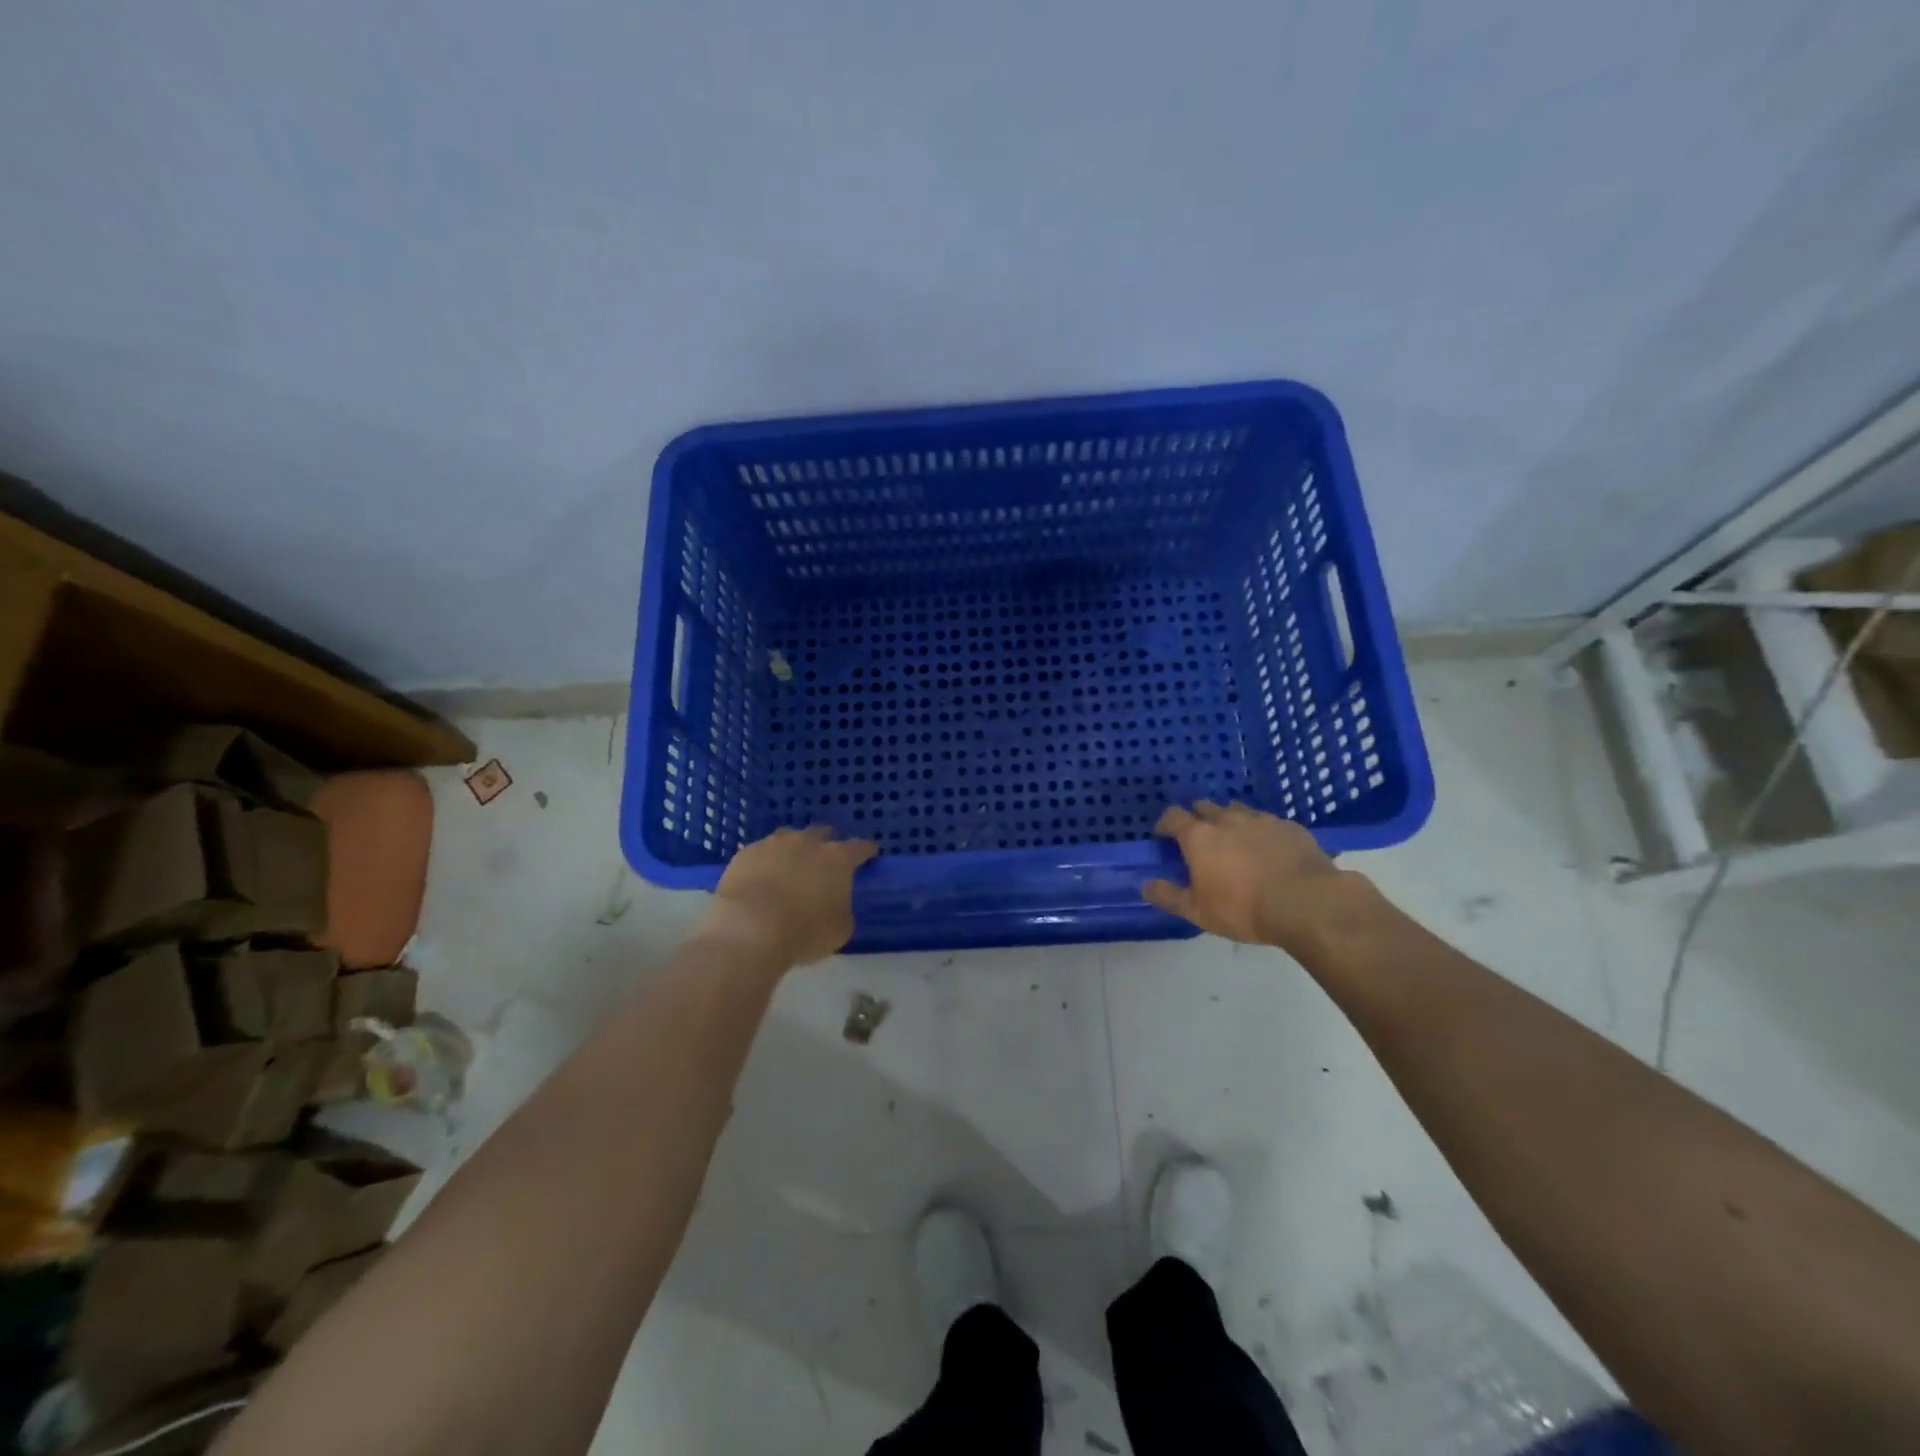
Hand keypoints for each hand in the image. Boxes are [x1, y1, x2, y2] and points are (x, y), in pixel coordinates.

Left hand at [699, 826, 877, 967]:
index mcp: (837, 858)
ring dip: (794, 850)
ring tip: (790, 868)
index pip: (860, 847)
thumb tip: (836, 902)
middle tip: (825, 863)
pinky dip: (766, 862)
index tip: (870, 853)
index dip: (866, 851)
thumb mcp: (840, 928)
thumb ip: (843, 908)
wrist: (749, 929)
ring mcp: (773, 844)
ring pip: (789, 838)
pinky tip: (762, 878)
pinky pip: (761, 852)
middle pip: (823, 834)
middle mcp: (807, 842)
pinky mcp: (745, 853)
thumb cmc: (804, 932)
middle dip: (826, 846)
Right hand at [1142, 800, 1366, 954]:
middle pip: (1205, 807)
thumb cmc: (1243, 908)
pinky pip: (1268, 822)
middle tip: (1200, 840)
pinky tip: (1269, 850)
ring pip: (1237, 810)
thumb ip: (1169, 896)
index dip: (1166, 824)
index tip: (1164, 836)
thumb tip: (1145, 885)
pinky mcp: (1290, 827)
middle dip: (1198, 818)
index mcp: (1199, 836)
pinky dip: (1261, 831)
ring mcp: (1261, 820)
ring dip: (1230, 821)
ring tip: (1235, 841)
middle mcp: (1227, 819)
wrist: (1306, 903)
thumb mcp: (1198, 911)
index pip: (1173, 816)